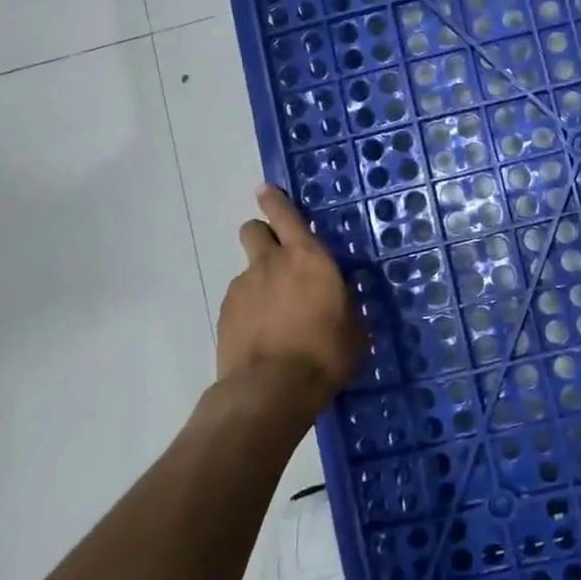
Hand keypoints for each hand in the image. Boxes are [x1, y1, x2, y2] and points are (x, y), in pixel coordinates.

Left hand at [216, 185, 365, 422]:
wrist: (271, 389)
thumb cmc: (325, 353)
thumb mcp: (354, 328)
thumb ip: (346, 305)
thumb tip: (344, 301)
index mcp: (308, 257)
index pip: (285, 214)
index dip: (275, 200)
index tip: (266, 190)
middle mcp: (271, 263)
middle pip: (254, 230)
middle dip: (263, 235)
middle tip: (278, 256)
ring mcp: (243, 287)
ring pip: (248, 269)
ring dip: (260, 280)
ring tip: (276, 314)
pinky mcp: (225, 313)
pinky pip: (239, 299)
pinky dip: (249, 308)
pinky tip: (262, 335)